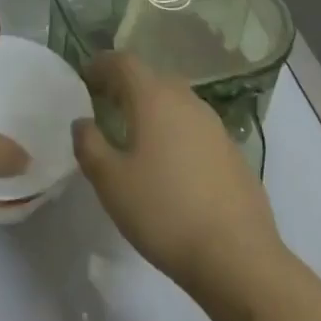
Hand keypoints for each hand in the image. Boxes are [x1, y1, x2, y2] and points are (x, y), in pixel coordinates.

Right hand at [72, 53, 280, 296]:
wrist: (238, 258)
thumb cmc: (164, 213)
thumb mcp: (111, 182)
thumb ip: (89, 145)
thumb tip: (83, 122)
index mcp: (154, 98)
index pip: (124, 62)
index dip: (101, 65)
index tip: (84, 78)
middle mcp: (187, 101)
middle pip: (152, 77)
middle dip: (126, 85)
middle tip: (105, 104)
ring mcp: (215, 126)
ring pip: (176, 101)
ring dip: (153, 107)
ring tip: (135, 133)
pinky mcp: (232, 152)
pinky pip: (195, 126)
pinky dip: (175, 130)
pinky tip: (170, 162)